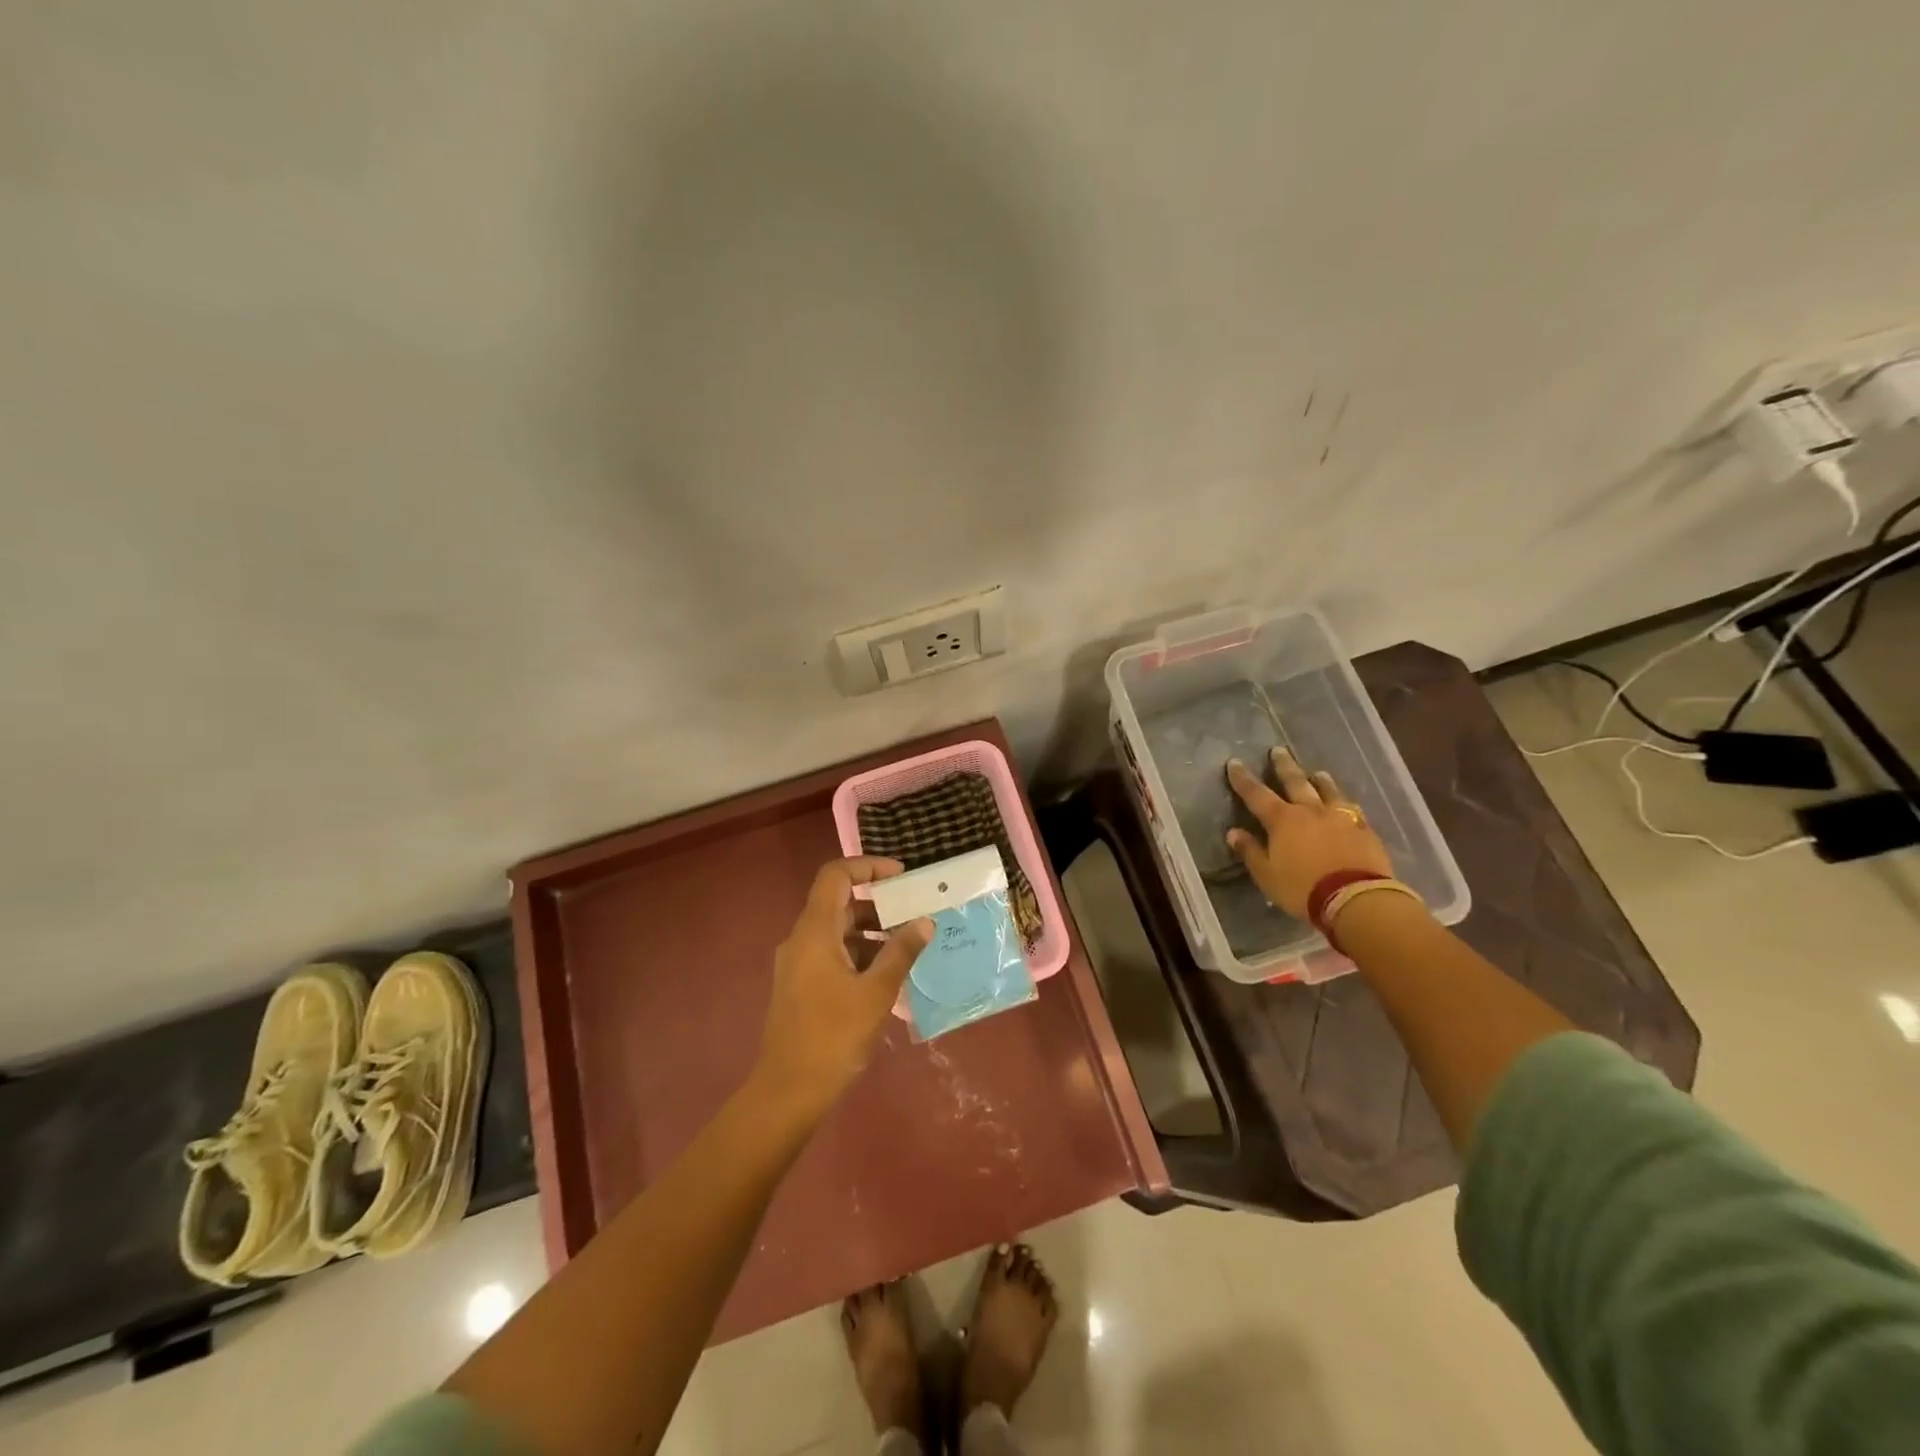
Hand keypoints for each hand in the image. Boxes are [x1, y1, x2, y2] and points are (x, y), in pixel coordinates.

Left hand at [755, 857, 932, 1114]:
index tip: (902, 876)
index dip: (868, 866)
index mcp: (814, 932)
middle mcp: (801, 940)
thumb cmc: (833, 1036)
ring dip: (872, 934)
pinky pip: (832, 955)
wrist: (789, 1091)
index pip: (836, 875)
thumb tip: (925, 921)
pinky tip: (887, 978)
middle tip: (915, 914)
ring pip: (838, 932)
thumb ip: (901, 952)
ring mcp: (798, 964)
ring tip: (908, 949)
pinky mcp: (800, 986)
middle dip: (879, 906)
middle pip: (839, 904)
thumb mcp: (876, 992)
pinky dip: (859, 955)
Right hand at [1225, 749, 1391, 916]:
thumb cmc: (1303, 888)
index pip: (1257, 794)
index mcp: (1283, 820)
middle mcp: (1310, 811)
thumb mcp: (1267, 875)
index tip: (1234, 763)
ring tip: (1317, 773)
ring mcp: (1340, 818)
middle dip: (1283, 766)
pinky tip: (1347, 804)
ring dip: (1320, 781)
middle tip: (1278, 750)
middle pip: (1295, 782)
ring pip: (1328, 791)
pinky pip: (1352, 810)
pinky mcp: (1364, 830)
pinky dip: (1345, 803)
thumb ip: (1250, 851)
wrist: (1356, 898)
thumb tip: (1233, 832)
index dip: (1243, 779)